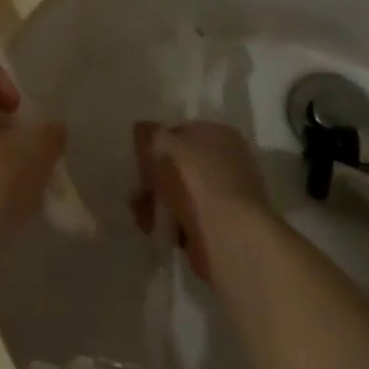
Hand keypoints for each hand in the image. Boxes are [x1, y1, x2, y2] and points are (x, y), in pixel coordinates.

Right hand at [131, 121, 271, 283]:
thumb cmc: (193, 180)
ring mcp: (229, 195)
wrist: (229, 237)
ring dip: (158, 204)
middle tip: (139, 194)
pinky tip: (163, 232)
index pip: (178, 133)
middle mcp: (229, 160)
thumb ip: (146, 133)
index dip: (155, 147)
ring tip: (146, 219)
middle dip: (153, 180)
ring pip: (182, 194)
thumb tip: (143, 132)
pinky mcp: (226, 227)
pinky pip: (191, 219)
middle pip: (178, 165)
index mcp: (219, 133)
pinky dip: (174, 225)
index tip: (140, 164)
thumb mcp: (159, 143)